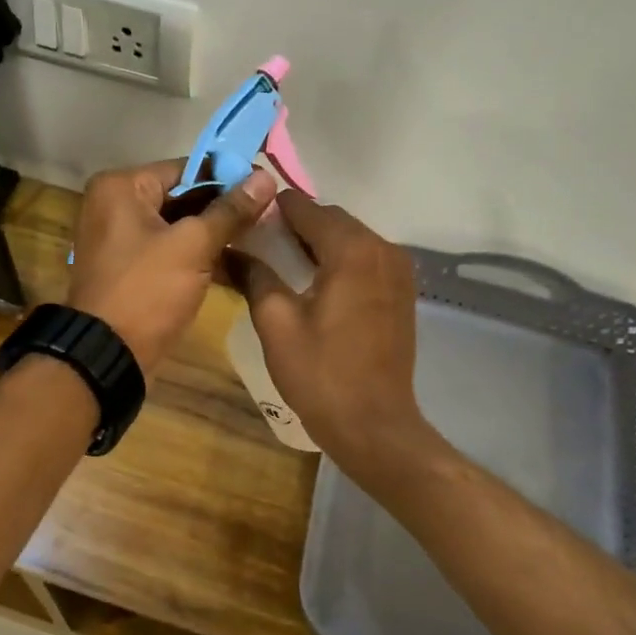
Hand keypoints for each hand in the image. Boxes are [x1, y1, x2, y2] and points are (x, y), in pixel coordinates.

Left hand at [67, 159, 277, 373]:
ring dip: (214, 234)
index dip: (228, 178)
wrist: (108, 356)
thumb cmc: (147, 291)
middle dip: (222, 208)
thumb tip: (265, 177)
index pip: (185, 168)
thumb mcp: (193, 246)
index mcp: (120, 187)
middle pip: (181, 196)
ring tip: (260, 238)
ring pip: (178, 226)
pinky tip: (235, 263)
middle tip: (268, 215)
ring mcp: (120, 239)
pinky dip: (197, 255)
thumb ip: (230, 210)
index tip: (266, 188)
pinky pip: (169, 251)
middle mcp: (114, 205)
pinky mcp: (130, 269)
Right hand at [244, 191, 432, 470]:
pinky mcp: (403, 292)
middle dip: (297, 225)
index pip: (307, 209)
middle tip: (259, 243)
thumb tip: (232, 251)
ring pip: (351, 239)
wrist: (373, 424)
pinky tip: (315, 282)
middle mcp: (383, 249)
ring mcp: (399, 271)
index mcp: (352, 250)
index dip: (275, 209)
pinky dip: (340, 260)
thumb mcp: (276, 324)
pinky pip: (366, 259)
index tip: (246, 217)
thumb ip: (255, 277)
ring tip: (283, 263)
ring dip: (319, 242)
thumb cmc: (321, 374)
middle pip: (333, 220)